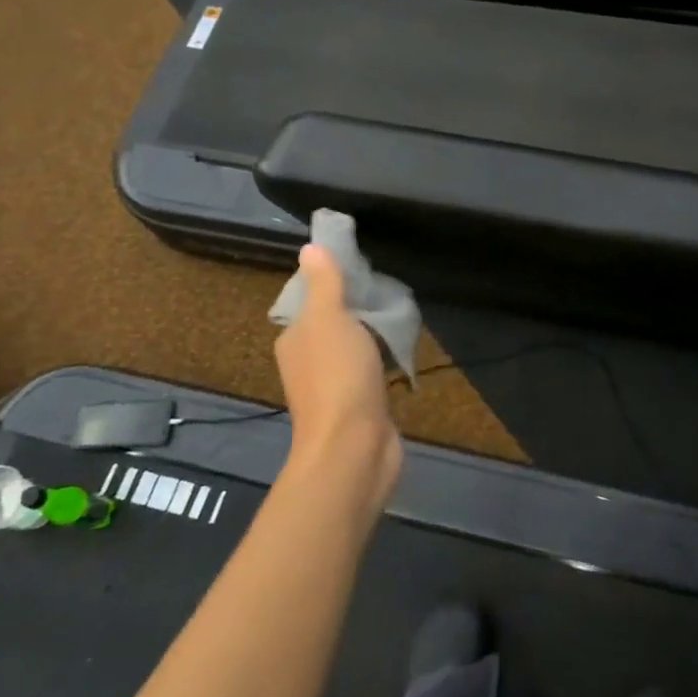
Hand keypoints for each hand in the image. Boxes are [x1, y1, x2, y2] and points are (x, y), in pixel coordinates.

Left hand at [274, 244, 402, 510]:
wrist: (354, 448)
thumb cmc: (338, 377)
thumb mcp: (329, 319)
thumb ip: (324, 284)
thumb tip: (309, 248)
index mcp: (295, 339)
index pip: (310, 300)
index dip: (333, 282)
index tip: (363, 269)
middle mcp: (307, 361)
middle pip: (333, 323)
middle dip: (357, 307)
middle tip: (389, 290)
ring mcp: (333, 387)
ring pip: (353, 348)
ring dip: (372, 334)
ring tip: (400, 315)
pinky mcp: (358, 406)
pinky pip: (370, 372)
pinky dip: (383, 360)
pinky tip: (402, 353)